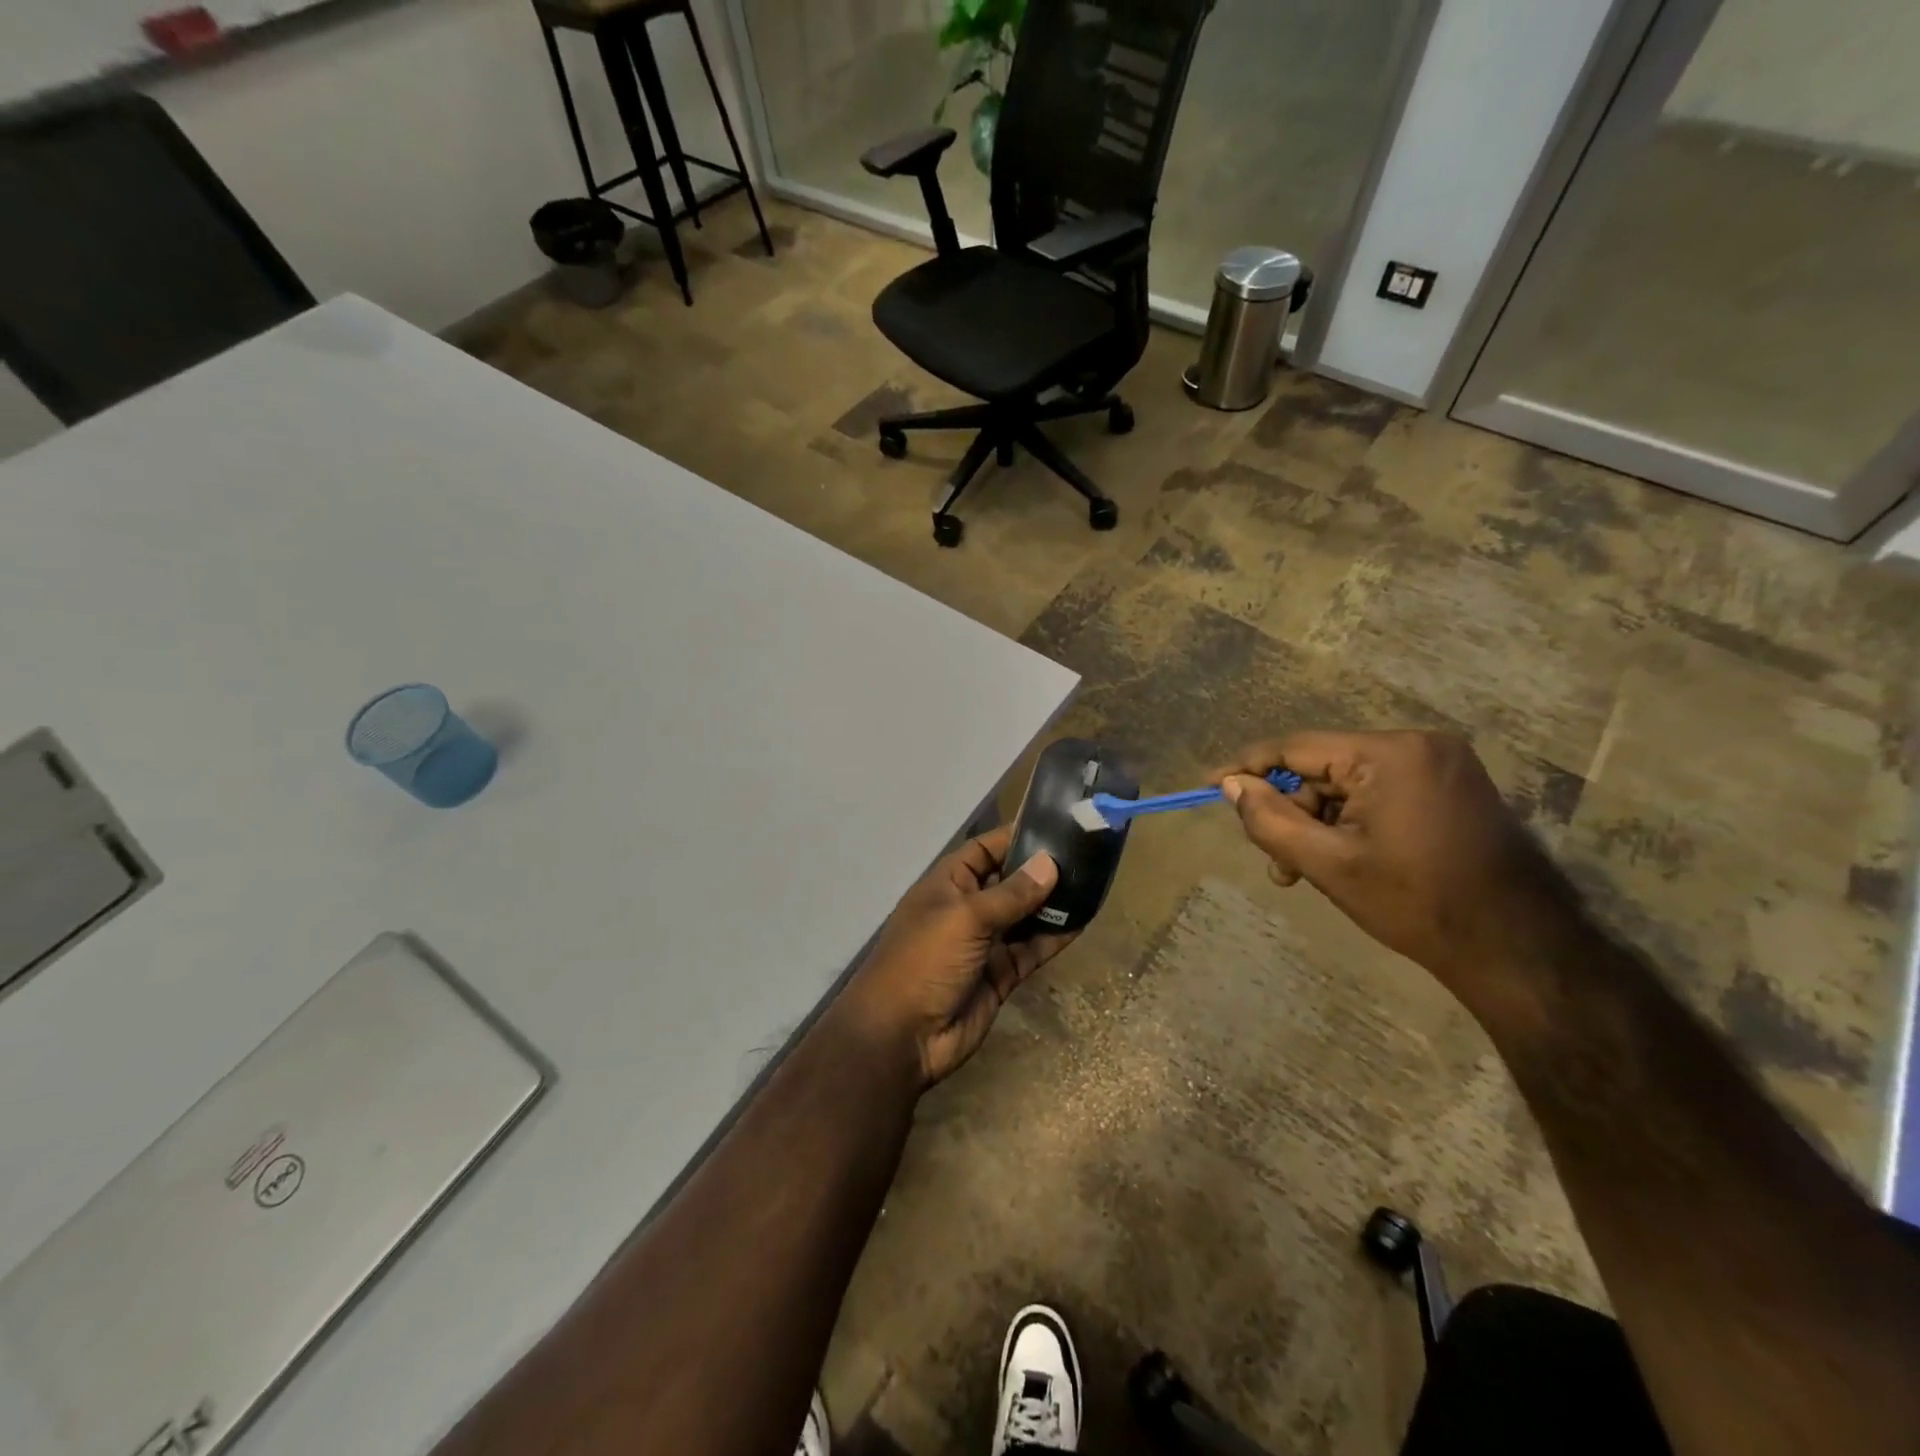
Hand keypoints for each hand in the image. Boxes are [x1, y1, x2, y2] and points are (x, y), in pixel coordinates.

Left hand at [837, 827, 1071, 1089]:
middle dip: (1041, 869)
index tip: (1055, 825)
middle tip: (1086, 854)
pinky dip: (1054, 937)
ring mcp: (985, 943)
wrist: (903, 1037)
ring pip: (1025, 915)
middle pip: (1009, 881)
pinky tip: (1083, 921)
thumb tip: (1050, 863)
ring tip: (1093, 883)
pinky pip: (1032, 949)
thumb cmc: (925, 961)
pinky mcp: (1001, 974)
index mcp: (947, 884)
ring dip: (1053, 903)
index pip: (984, 849)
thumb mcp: (966, 918)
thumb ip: (1011, 893)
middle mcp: (967, 908)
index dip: (1014, 836)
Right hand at [1212, 731, 1581, 1006]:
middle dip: (1294, 813)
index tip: (1210, 784)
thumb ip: (1270, 819)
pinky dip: (1353, 822)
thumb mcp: (1327, 863)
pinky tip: (1345, 860)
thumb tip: (1231, 785)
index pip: (1297, 748)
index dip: (1248, 767)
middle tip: (1278, 863)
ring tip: (1307, 873)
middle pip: (1324, 768)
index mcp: (1390, 754)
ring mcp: (1441, 764)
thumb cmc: (1415, 903)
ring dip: (1321, 823)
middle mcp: (1419, 744)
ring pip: (1350, 784)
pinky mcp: (1452, 786)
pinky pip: (1380, 792)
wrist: (1517, 948)